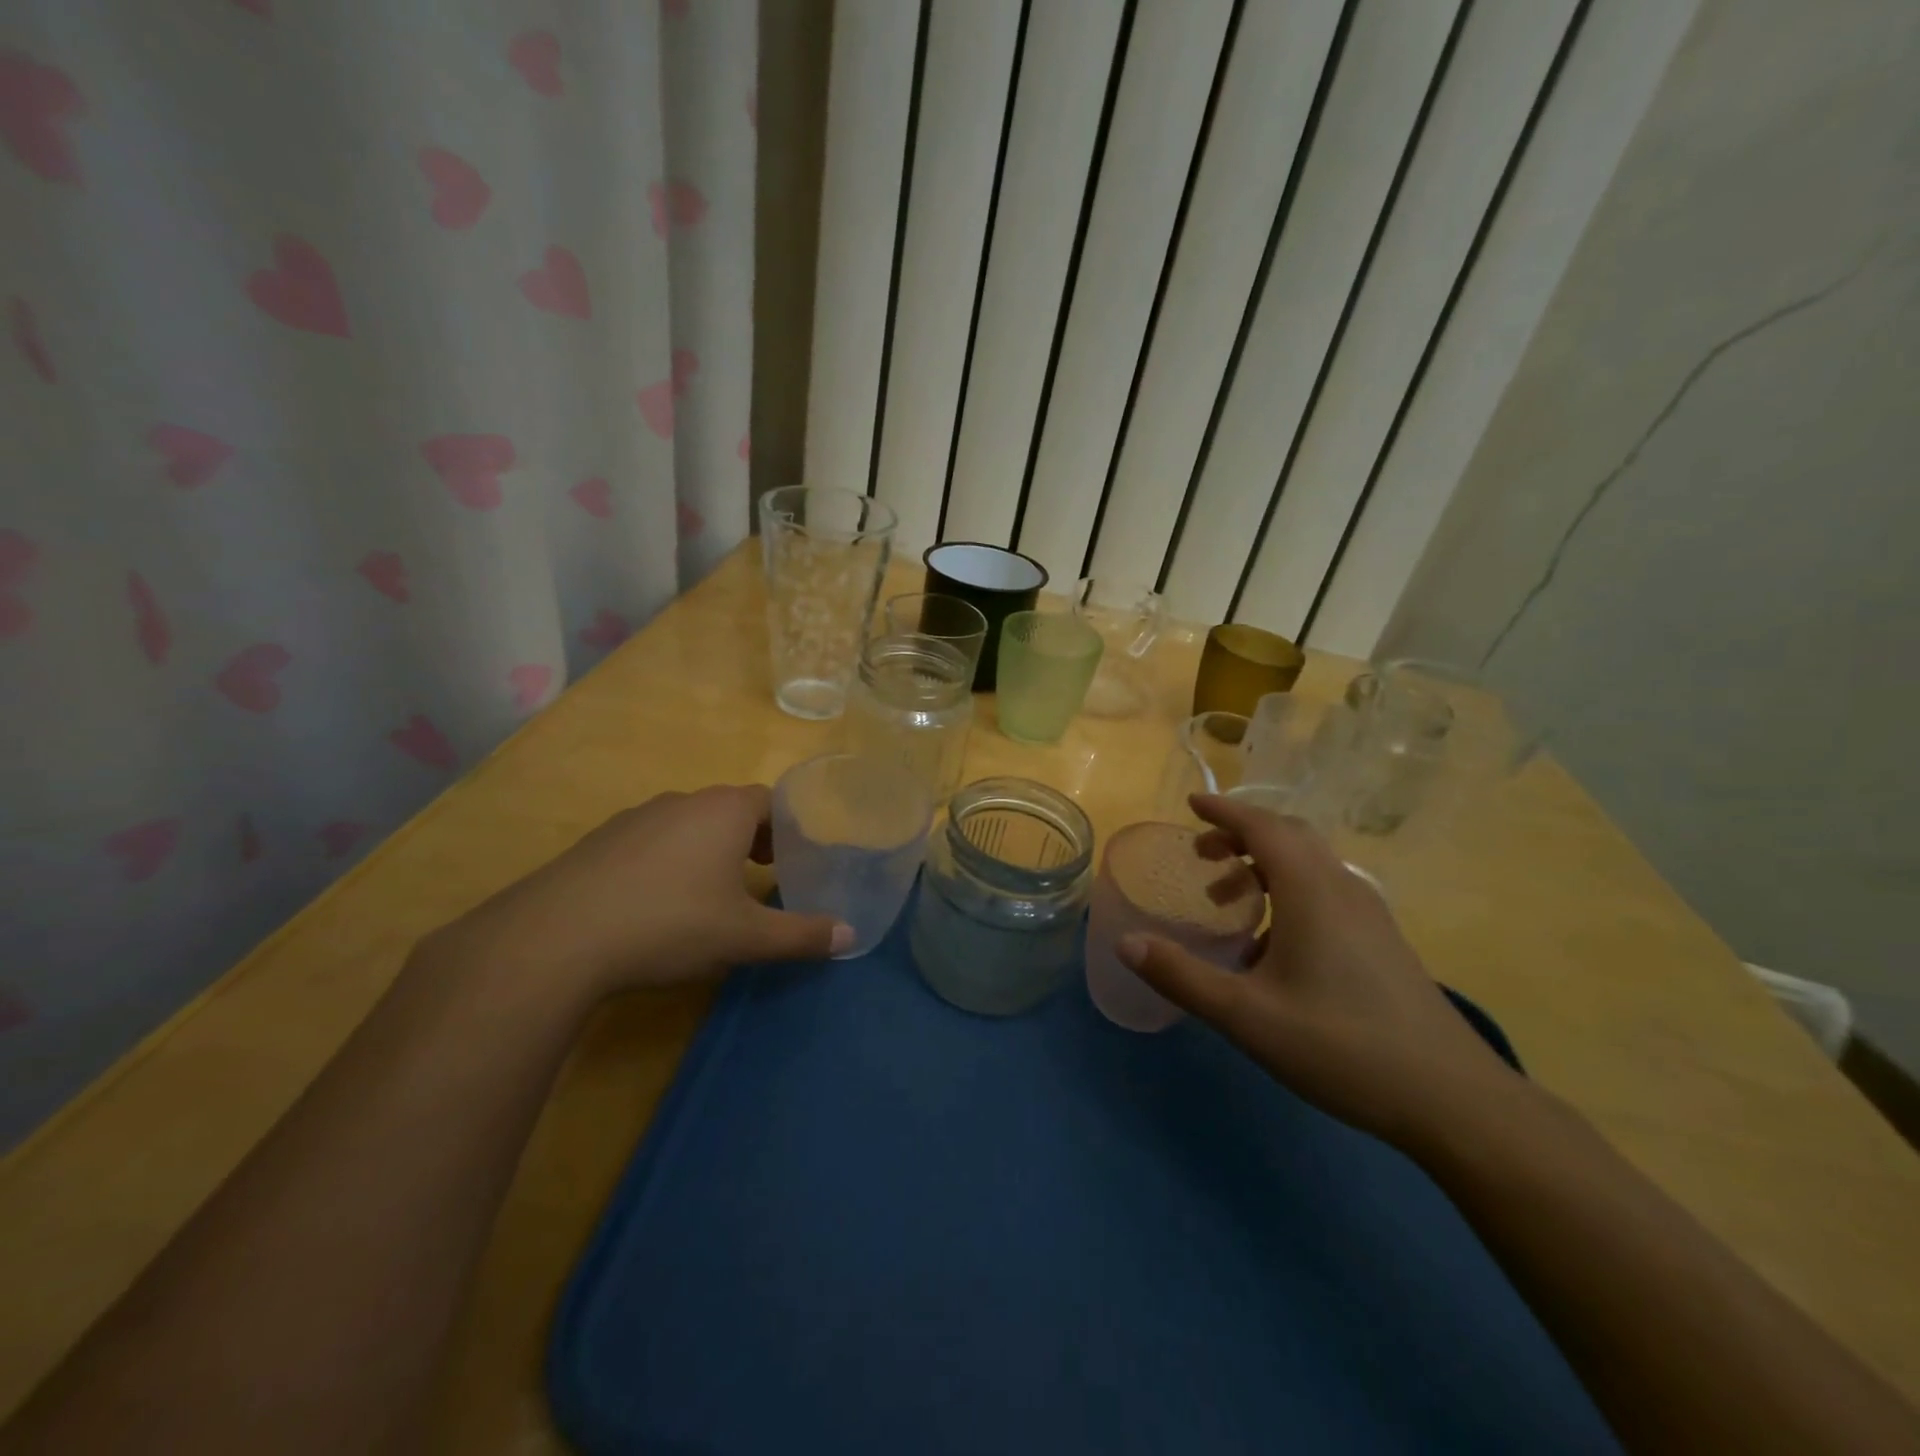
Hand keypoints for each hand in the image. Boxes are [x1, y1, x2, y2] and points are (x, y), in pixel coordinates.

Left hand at [419, 785, 850, 998]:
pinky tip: (657, 902)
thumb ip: (801, 935)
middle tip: (764, 875)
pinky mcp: (599, 841)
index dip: (787, 827)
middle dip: (752, 838)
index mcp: (724, 811)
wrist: (556, 938)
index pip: (770, 801)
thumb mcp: (745, 937)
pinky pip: (651, 840)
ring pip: (688, 823)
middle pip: (730, 809)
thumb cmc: (669, 924)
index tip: (793, 857)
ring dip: (709, 848)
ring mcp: (635, 818)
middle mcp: (682, 801)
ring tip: (713, 891)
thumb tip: (850, 937)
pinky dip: (668, 860)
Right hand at [1119, 794, 1521, 1148]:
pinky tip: (1271, 944)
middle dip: (1241, 834)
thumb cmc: (1343, 1047)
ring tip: (1228, 899)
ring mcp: (1369, 914)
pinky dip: (1288, 890)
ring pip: (1310, 864)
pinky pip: (1326, 890)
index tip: (1191, 805)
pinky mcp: (1382, 940)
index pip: (1263, 826)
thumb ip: (1182, 977)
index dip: (1224, 811)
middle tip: (1202, 855)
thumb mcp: (1247, 1016)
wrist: (1453, 1100)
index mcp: (1311, 891)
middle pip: (1289, 836)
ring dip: (1264, 864)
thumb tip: (1126, 943)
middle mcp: (1342, 888)